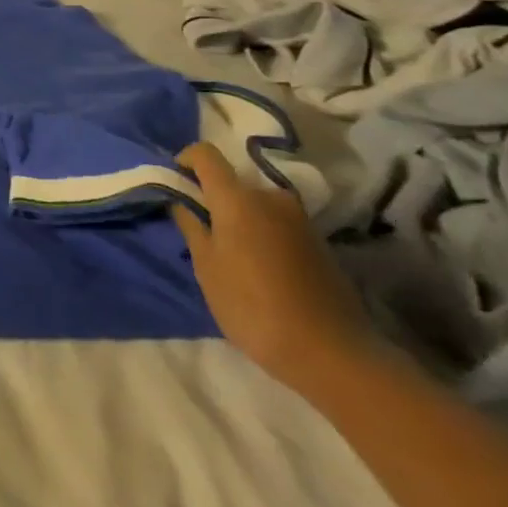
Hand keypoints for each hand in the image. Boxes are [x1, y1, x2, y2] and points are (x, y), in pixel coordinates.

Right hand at [172, 143, 375, 395]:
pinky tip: (258, 266)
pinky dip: (261, 232)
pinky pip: (276, 222)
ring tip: (229, 252)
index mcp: (238, 198)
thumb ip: (191, 226)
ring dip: (239, 217)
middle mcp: (271, 197)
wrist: (332, 352)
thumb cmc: (252, 306)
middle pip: (233, 181)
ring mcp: (299, 218)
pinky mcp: (318, 241)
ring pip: (256, 203)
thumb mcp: (206, 267)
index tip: (175, 183)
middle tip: (201, 229)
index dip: (185, 161)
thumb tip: (181, 201)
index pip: (206, 155)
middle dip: (213, 197)